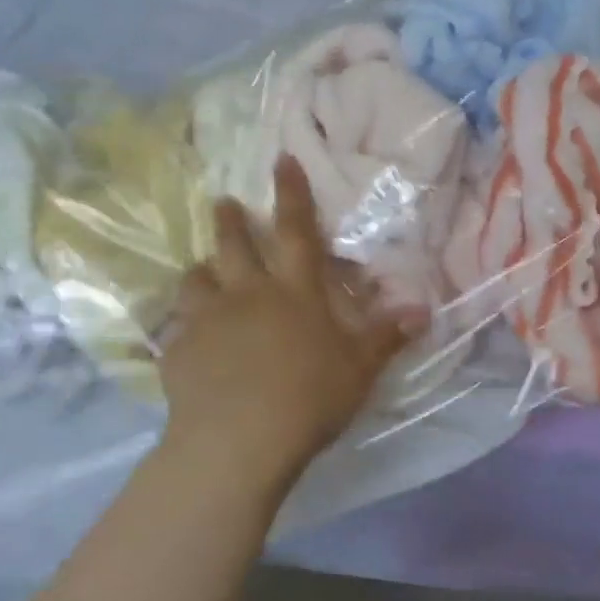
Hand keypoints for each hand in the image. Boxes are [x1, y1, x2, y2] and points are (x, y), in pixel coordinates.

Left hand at [160, 157, 412, 476]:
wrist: (238, 440)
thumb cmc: (309, 398)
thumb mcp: (359, 369)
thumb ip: (387, 337)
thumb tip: (423, 310)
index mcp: (294, 292)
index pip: (295, 230)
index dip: (291, 193)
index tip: (280, 160)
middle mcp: (246, 294)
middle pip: (233, 245)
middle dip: (230, 219)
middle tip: (224, 202)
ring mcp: (206, 321)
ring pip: (196, 280)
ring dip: (201, 271)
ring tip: (203, 272)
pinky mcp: (178, 352)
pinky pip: (176, 329)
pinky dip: (183, 327)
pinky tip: (187, 341)